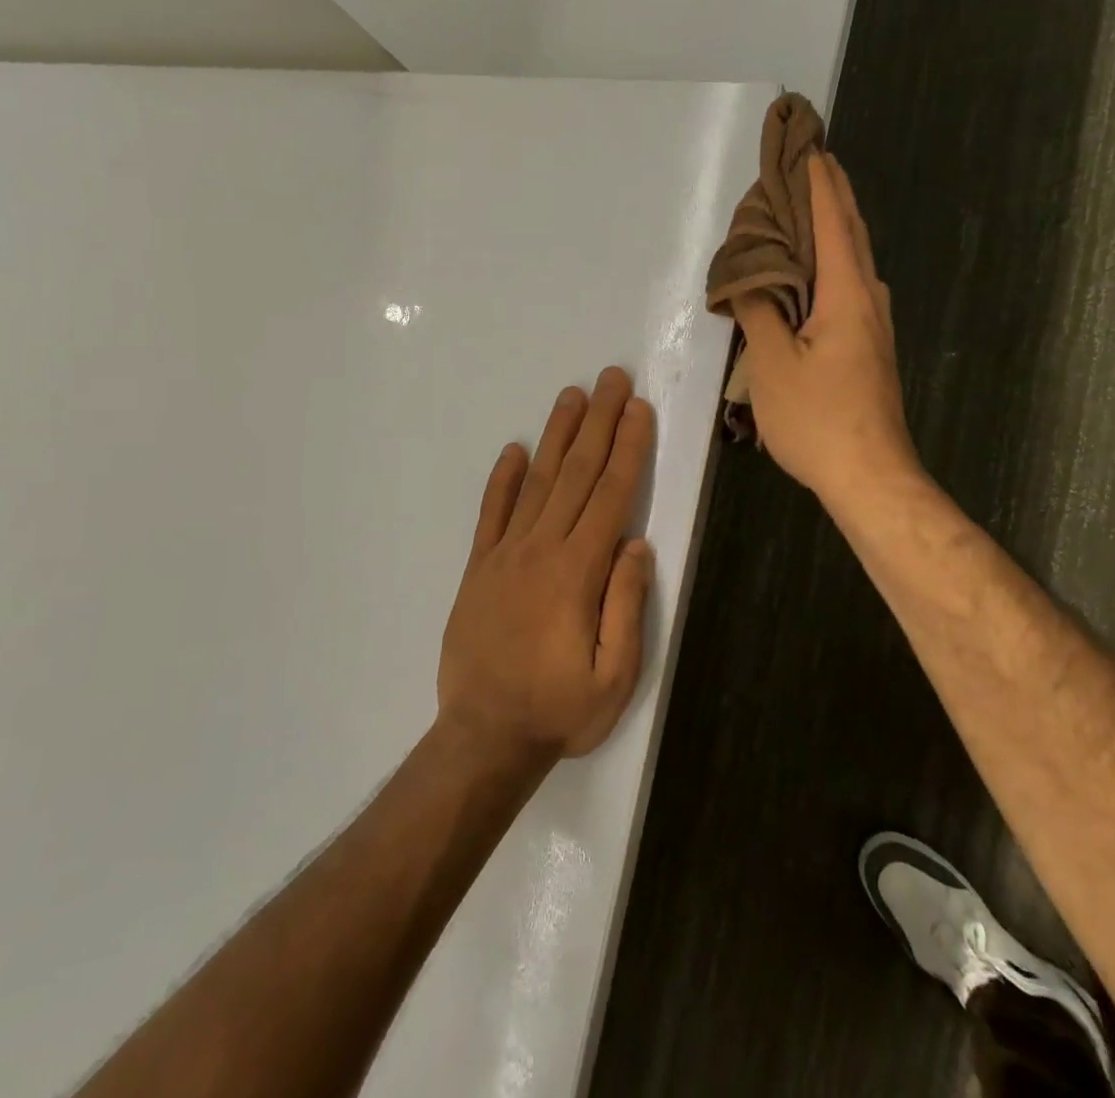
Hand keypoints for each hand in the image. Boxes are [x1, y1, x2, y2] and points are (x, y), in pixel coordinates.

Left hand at [437, 367, 654, 767]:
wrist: (483, 736)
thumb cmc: (558, 711)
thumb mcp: (614, 677)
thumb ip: (626, 606)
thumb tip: (636, 544)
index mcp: (578, 572)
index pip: (610, 495)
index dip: (627, 448)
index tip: (637, 409)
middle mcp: (541, 549)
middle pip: (575, 474)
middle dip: (598, 423)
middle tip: (610, 378)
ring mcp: (504, 555)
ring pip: (536, 482)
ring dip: (556, 436)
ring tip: (571, 397)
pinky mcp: (477, 567)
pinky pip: (491, 513)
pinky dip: (502, 479)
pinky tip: (514, 450)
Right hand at [732, 154, 916, 508]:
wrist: (871, 476)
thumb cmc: (818, 419)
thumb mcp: (771, 365)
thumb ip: (758, 313)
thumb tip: (749, 279)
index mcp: (846, 295)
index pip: (832, 223)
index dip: (819, 184)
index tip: (809, 147)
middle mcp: (869, 300)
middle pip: (852, 235)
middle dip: (833, 196)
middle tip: (812, 165)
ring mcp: (875, 326)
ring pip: (855, 262)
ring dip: (835, 229)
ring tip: (810, 210)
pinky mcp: (871, 348)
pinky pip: (851, 287)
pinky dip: (833, 263)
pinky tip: (816, 273)